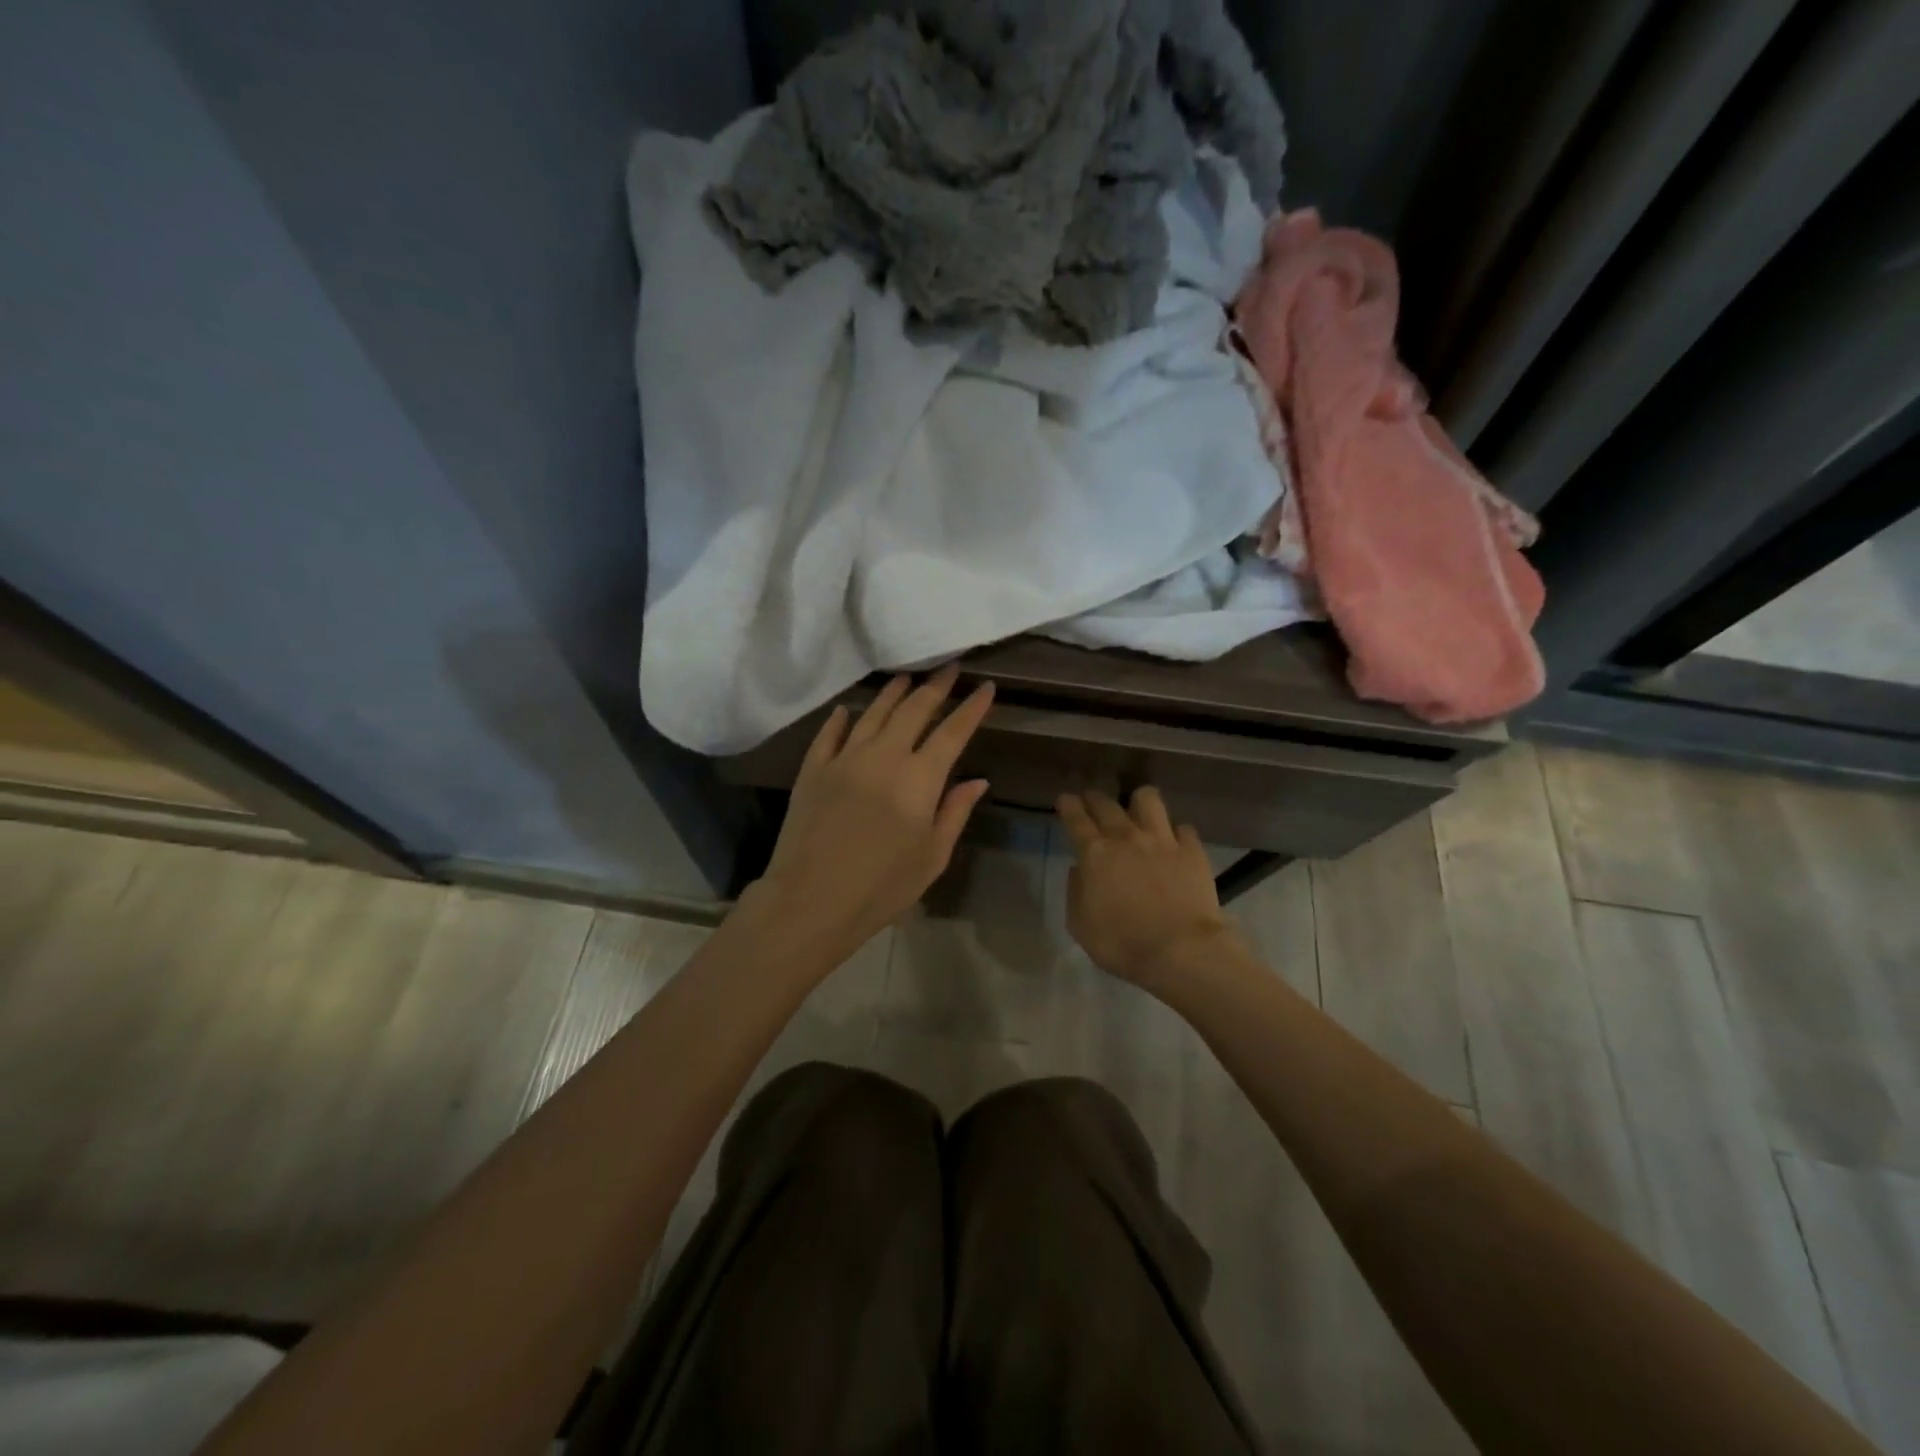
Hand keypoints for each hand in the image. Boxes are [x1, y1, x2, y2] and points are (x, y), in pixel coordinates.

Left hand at [755, 666, 993, 960]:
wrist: (810, 900)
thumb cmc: (881, 888)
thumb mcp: (932, 857)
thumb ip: (954, 812)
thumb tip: (977, 781)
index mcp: (918, 779)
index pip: (952, 733)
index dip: (972, 708)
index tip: (986, 687)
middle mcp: (883, 756)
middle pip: (913, 710)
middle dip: (935, 687)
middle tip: (949, 668)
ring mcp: (843, 759)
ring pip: (873, 713)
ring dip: (893, 693)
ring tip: (906, 678)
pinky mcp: (812, 770)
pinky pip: (829, 733)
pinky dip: (842, 718)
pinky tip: (848, 709)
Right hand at [1056, 787, 1237, 992]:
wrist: (1181, 950)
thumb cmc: (1122, 944)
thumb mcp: (1081, 926)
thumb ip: (1075, 892)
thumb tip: (1079, 870)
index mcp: (1095, 854)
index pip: (1076, 819)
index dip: (1068, 806)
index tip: (1065, 800)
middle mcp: (1126, 837)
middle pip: (1107, 804)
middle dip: (1095, 799)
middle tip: (1092, 802)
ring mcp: (1162, 840)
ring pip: (1148, 800)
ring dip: (1138, 802)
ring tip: (1138, 809)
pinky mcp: (1192, 850)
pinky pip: (1183, 828)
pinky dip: (1175, 832)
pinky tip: (1174, 841)